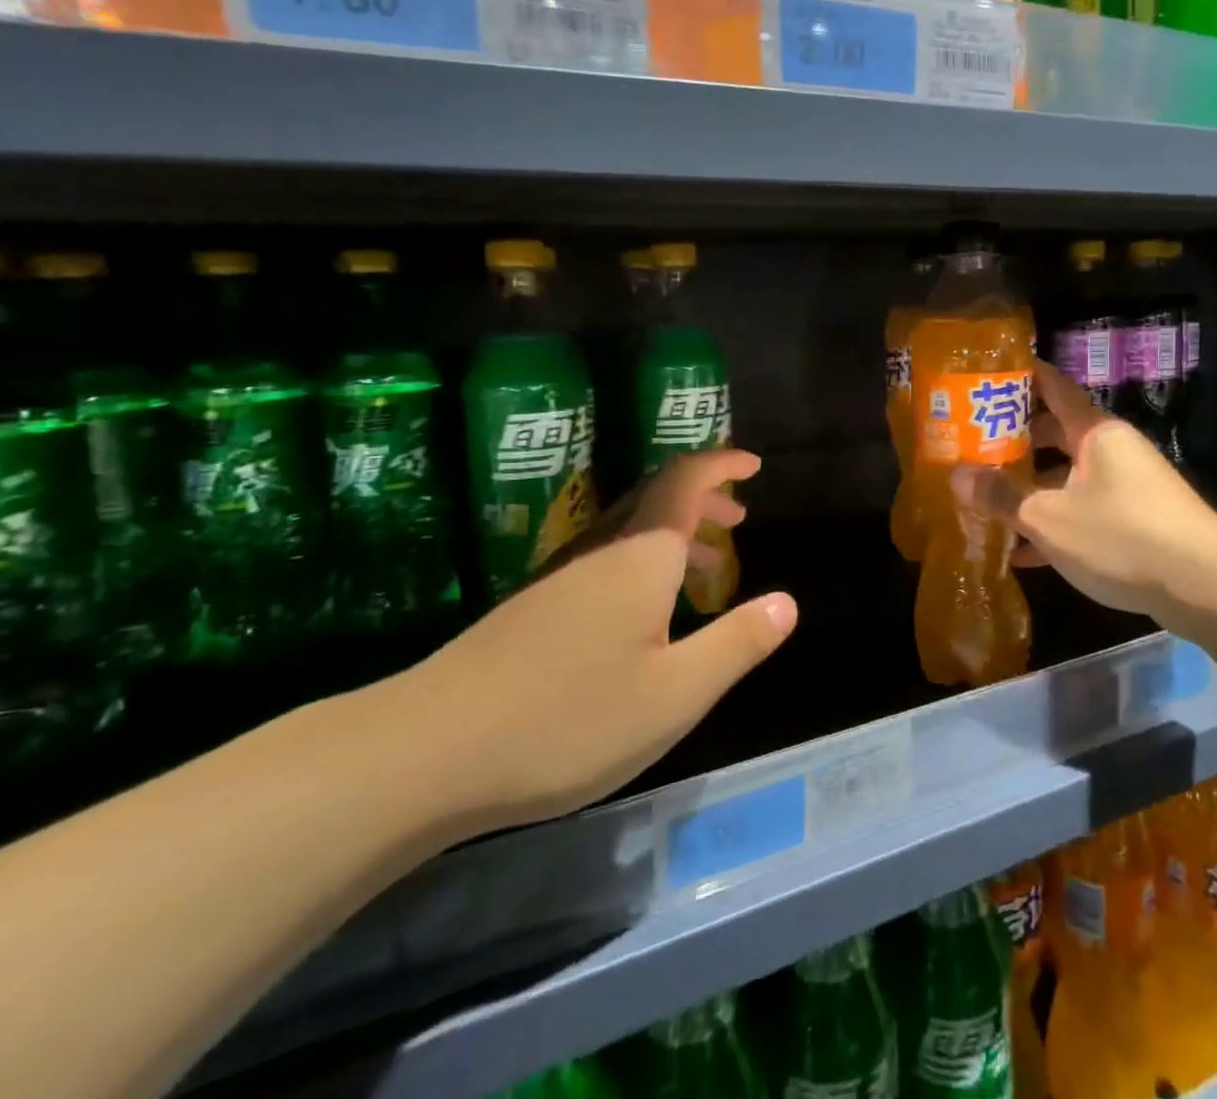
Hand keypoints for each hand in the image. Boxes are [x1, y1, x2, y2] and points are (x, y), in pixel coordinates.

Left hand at [394, 448, 796, 833]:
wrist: (428, 752)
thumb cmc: (570, 718)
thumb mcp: (676, 693)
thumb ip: (737, 643)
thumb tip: (788, 602)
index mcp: (641, 555)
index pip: (684, 480)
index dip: (721, 464)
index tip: (753, 465)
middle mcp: (601, 550)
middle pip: (656, 498)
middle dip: (702, 497)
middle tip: (738, 514)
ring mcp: (561, 576)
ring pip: (629, 531)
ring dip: (674, 531)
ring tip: (707, 564)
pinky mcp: (533, 607)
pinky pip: (605, 559)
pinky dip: (643, 562)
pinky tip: (644, 613)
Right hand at [956, 362, 1216, 623]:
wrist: (1209, 587)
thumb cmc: (1122, 535)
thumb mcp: (1050, 518)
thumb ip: (1001, 496)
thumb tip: (955, 476)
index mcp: (1095, 432)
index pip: (1054, 387)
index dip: (1023, 375)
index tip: (989, 372)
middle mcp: (1113, 450)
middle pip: (1057, 434)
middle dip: (1016, 441)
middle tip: (972, 446)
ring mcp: (1128, 486)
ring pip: (1068, 477)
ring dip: (1031, 489)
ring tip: (988, 500)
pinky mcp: (1137, 522)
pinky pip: (1084, 513)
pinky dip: (1055, 525)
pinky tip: (1022, 554)